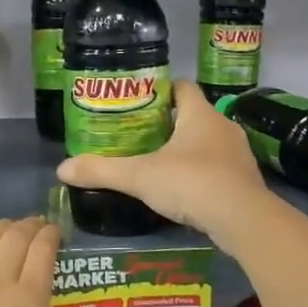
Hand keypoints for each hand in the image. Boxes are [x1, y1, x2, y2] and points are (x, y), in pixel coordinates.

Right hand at [56, 79, 268, 238]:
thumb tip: (62, 169)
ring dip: (187, 149)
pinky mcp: (245, 180)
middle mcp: (223, 126)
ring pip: (208, 142)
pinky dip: (202, 173)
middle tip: (140, 136)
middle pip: (194, 115)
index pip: (182, 87)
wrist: (242, 219)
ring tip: (159, 162)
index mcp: (200, 114)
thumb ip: (102, 171)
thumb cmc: (190, 183)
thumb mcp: (139, 176)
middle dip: (169, 123)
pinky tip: (184, 190)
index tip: (139, 101)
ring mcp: (238, 154)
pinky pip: (219, 167)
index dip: (161, 90)